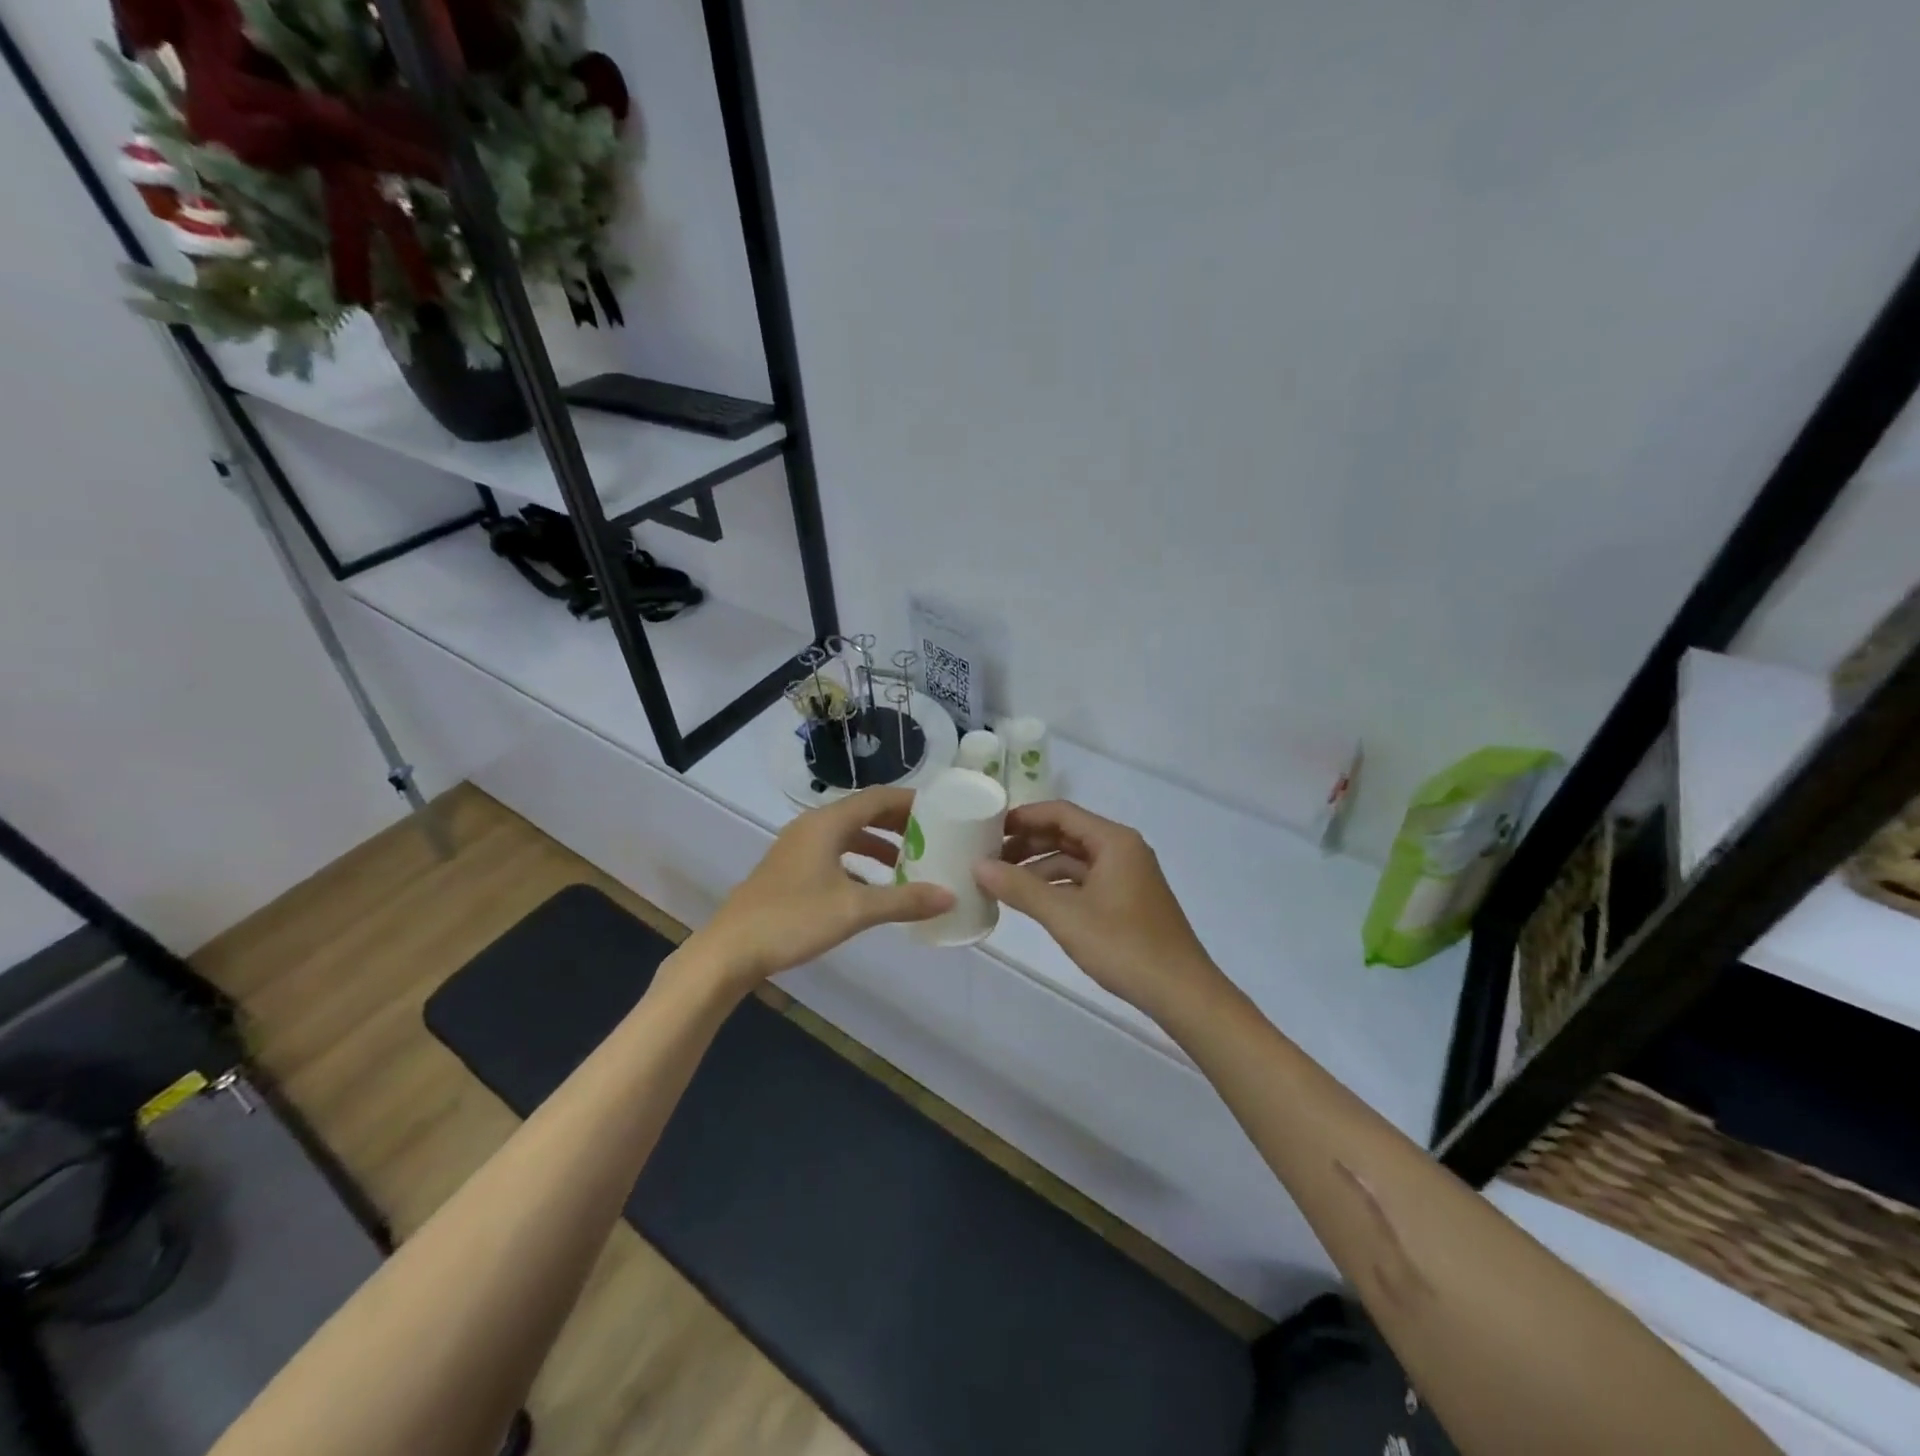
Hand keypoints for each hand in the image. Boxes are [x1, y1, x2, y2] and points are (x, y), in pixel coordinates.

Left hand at [691, 788, 954, 989]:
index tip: (942, 810)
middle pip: (864, 812)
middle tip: (933, 835)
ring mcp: (798, 847)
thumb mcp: (854, 910)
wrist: (731, 950)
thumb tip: (950, 896)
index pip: (877, 797)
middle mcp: (812, 826)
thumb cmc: (793, 920)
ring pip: (848, 834)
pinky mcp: (791, 869)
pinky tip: (875, 887)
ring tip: (911, 861)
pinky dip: (860, 862)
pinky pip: (835, 853)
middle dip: (899, 822)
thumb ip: (903, 901)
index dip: (911, 801)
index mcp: (827, 823)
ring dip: (879, 844)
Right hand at [975, 800, 1226, 1021]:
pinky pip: (1084, 881)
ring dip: (1039, 866)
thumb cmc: (1125, 946)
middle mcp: (1122, 850)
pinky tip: (1032, 900)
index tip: (987, 827)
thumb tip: (978, 866)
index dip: (1023, 817)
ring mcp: (1126, 876)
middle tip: (987, 855)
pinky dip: (1057, 886)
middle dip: (1028, 842)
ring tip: (1001, 879)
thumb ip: (1020, 888)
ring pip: (1074, 860)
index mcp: (1114, 841)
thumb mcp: (1066, 916)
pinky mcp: (1126, 900)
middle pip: (1067, 834)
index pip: (1060, 813)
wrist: (1182, 992)